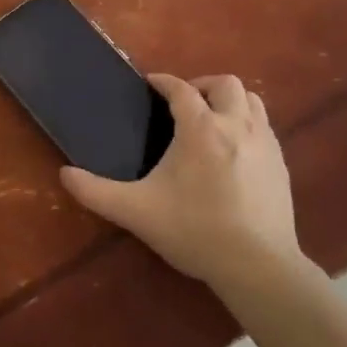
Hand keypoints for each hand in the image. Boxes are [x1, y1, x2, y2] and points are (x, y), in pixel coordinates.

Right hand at [60, 74, 301, 291]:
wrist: (257, 265)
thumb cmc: (194, 231)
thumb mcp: (136, 212)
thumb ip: (96, 192)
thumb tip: (64, 175)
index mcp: (200, 128)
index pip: (180, 89)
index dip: (163, 82)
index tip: (151, 84)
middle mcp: (235, 125)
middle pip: (224, 84)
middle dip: (202, 85)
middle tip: (184, 104)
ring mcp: (264, 143)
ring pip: (251, 100)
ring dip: (230, 101)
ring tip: (212, 119)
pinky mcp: (281, 163)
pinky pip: (265, 126)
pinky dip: (248, 124)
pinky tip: (236, 150)